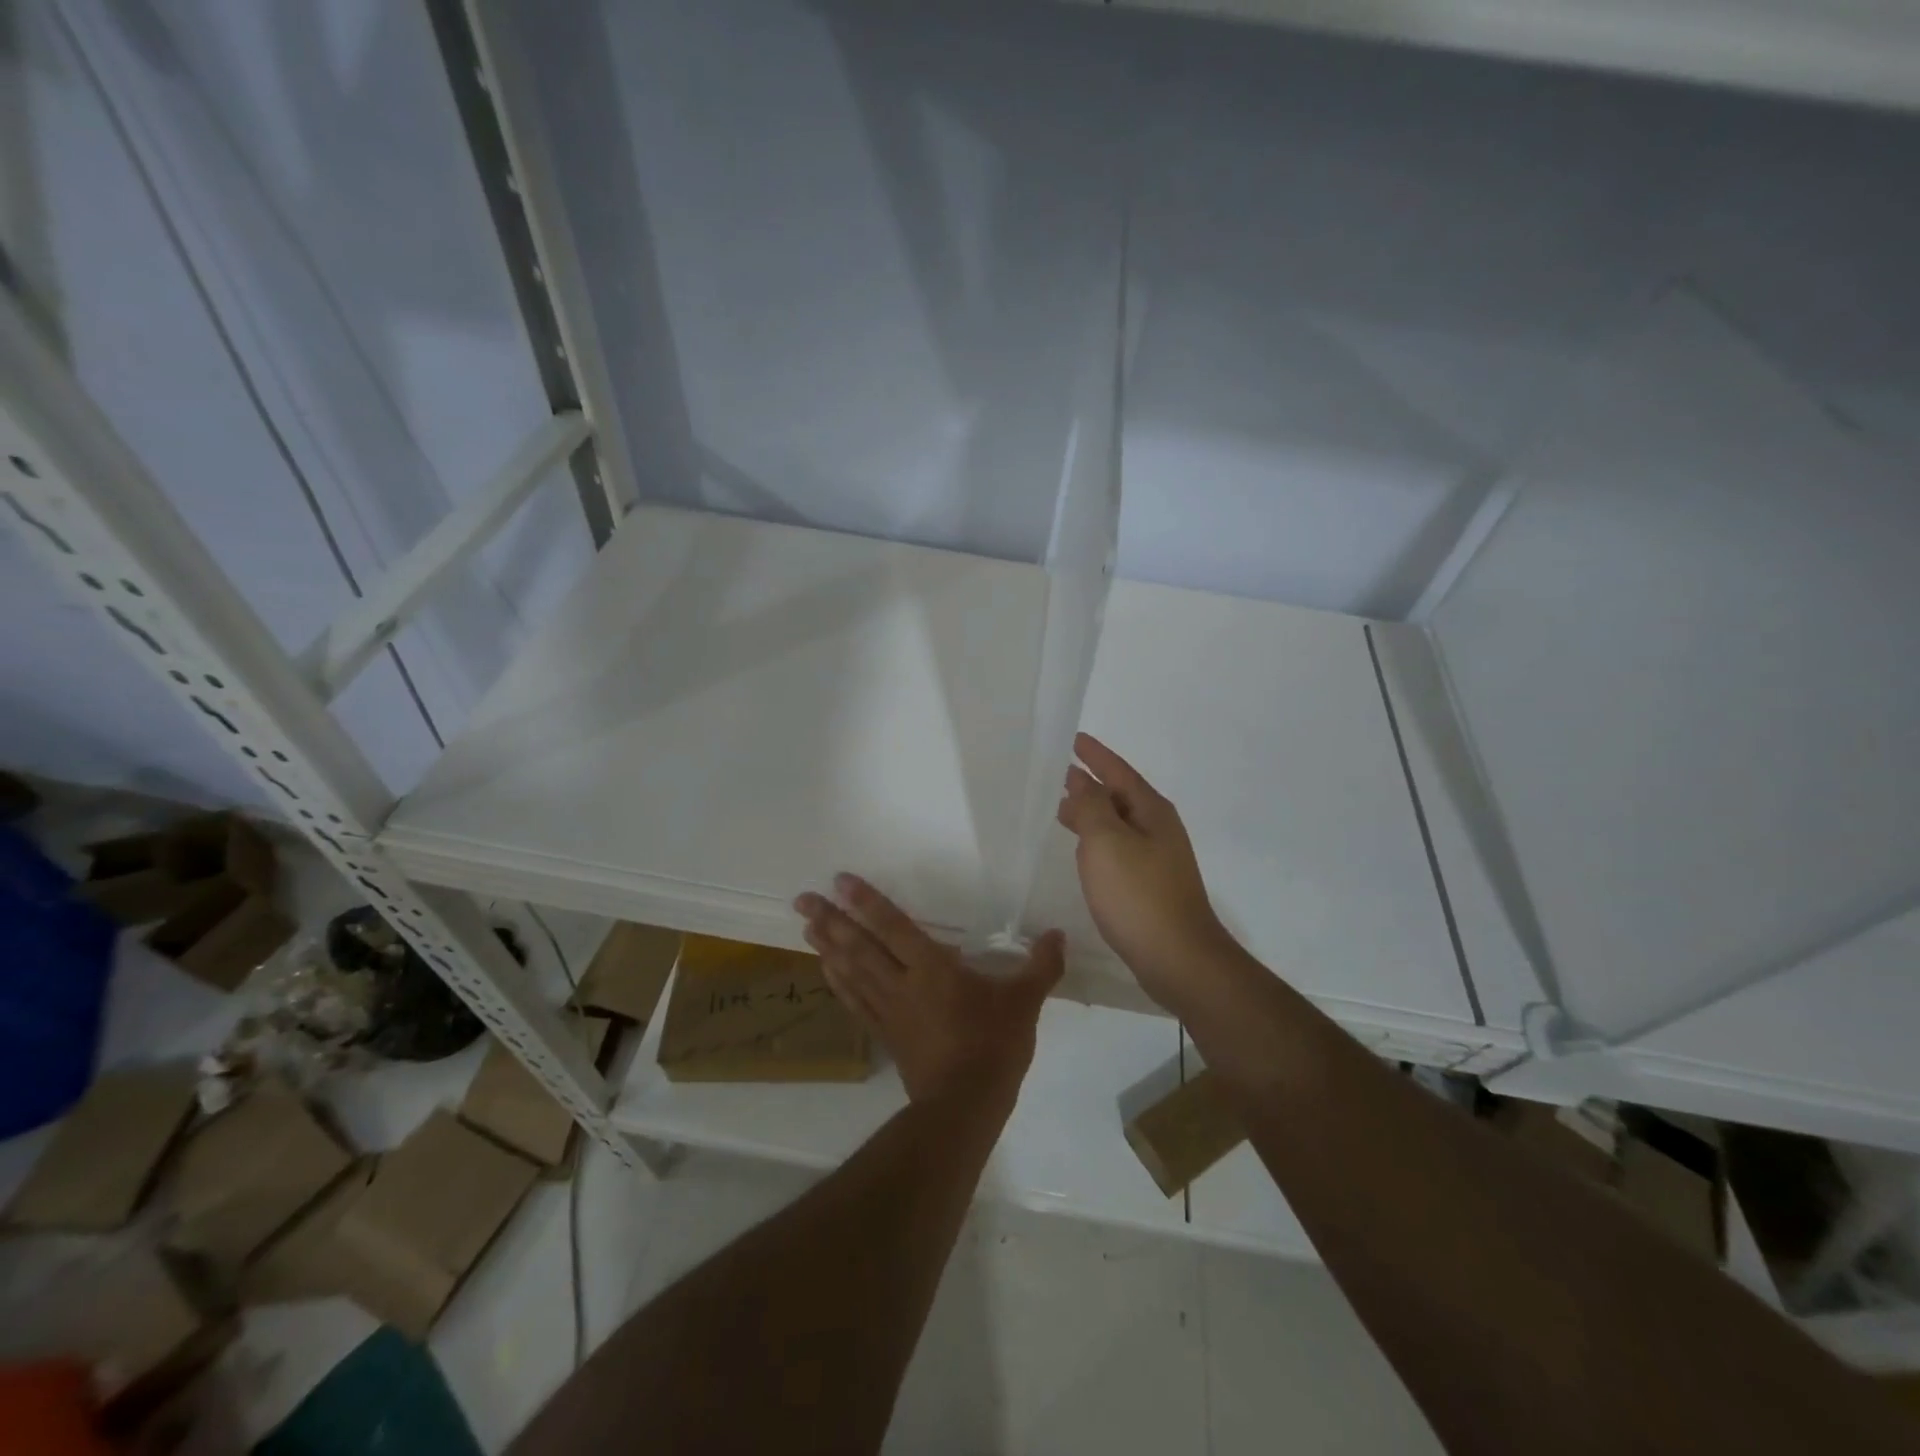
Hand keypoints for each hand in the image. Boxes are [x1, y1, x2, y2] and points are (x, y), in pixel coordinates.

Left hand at [794, 875, 1063, 1103]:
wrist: (965, 1105)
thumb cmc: (994, 1046)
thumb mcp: (1025, 1002)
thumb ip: (1041, 965)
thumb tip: (1057, 934)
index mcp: (933, 968)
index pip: (894, 926)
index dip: (867, 902)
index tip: (840, 881)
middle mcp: (902, 983)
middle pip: (860, 945)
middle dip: (831, 920)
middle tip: (802, 899)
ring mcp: (889, 1010)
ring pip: (851, 971)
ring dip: (827, 947)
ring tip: (806, 926)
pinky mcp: (886, 1034)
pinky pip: (855, 1002)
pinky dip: (837, 983)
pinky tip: (825, 970)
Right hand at [1056, 733, 1230, 1010]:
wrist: (1178, 959)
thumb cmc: (1138, 895)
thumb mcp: (1106, 842)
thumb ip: (1091, 807)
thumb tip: (1083, 783)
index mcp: (1151, 812)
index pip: (1119, 772)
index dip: (1096, 755)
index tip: (1074, 739)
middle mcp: (1158, 830)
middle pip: (1120, 796)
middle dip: (1091, 784)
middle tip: (1060, 774)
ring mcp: (1158, 859)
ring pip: (1118, 825)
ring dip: (1092, 813)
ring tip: (1062, 809)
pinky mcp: (1151, 886)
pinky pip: (1119, 849)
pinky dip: (1098, 841)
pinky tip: (1084, 853)